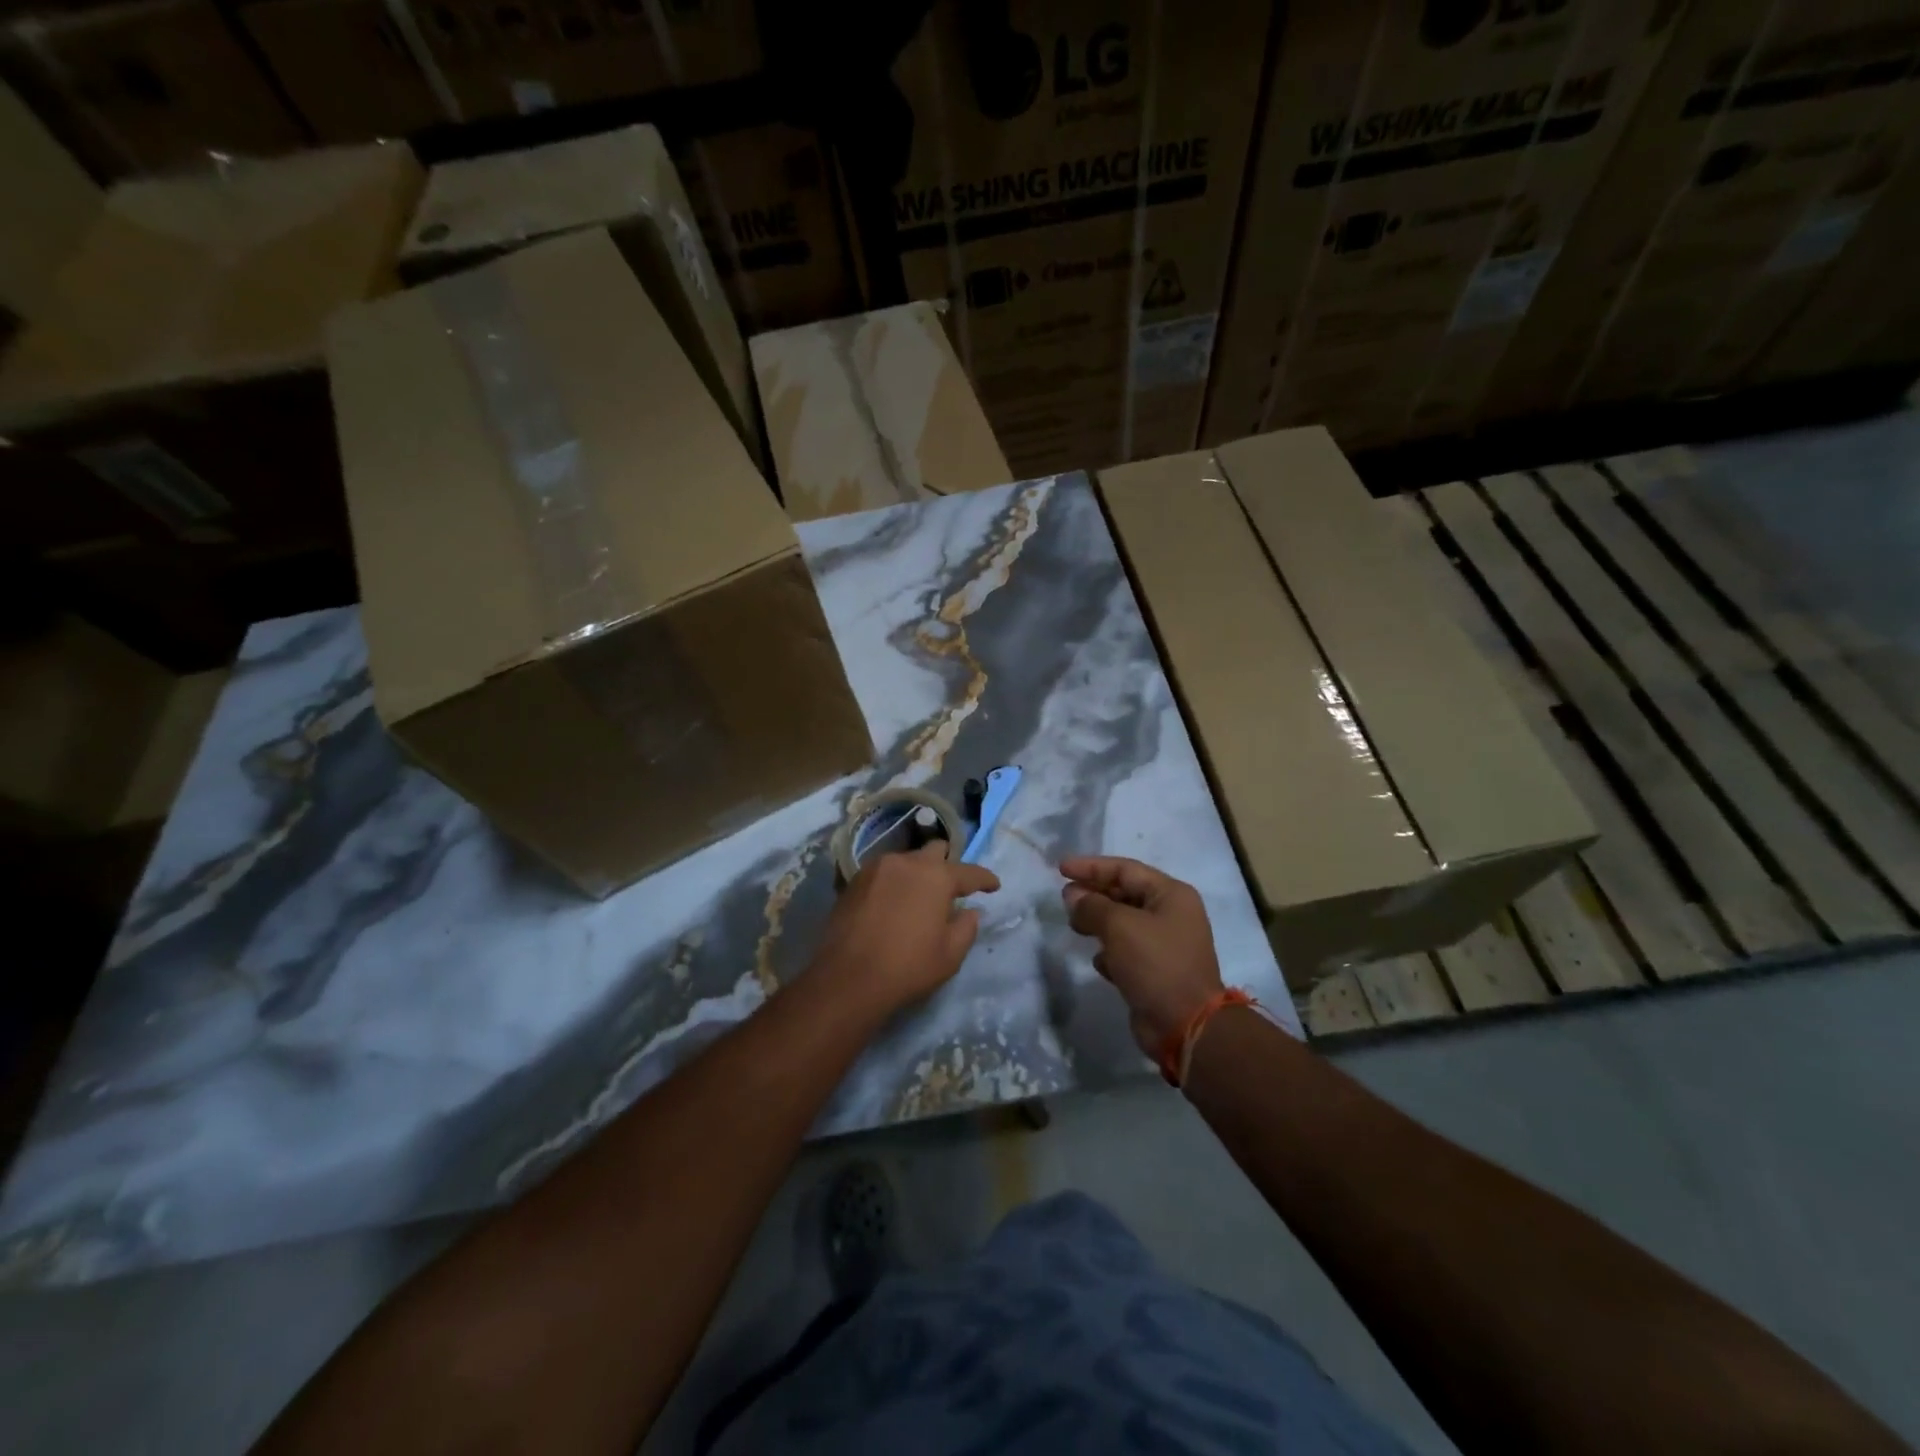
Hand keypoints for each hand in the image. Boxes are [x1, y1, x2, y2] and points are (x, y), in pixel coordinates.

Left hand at [809, 842, 999, 1018]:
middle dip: (947, 864)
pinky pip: (883, 873)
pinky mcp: (854, 880)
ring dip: (917, 873)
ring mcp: (877, 868)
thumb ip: (966, 927)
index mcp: (936, 877)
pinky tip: (893, 902)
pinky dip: (894, 882)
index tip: (994, 886)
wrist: (848, 978)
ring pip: (906, 860)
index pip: (969, 872)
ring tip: (918, 896)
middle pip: (934, 851)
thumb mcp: (950, 954)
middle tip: (950, 886)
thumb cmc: (908, 967)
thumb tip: (970, 912)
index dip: (985, 879)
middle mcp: (907, 862)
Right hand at [1060, 856, 1223, 1057]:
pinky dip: (1110, 952)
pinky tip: (1098, 961)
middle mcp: (1171, 915)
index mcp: (1172, 895)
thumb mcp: (1119, 926)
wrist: (1185, 1026)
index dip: (1091, 867)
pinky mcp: (1156, 971)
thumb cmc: (1155, 964)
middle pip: (1125, 894)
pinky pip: (1127, 952)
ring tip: (1074, 926)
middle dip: (1093, 894)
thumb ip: (1092, 906)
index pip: (1125, 869)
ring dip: (1098, 922)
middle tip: (1065, 898)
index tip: (1061, 869)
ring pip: (1123, 923)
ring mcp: (1165, 945)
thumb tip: (1073, 896)